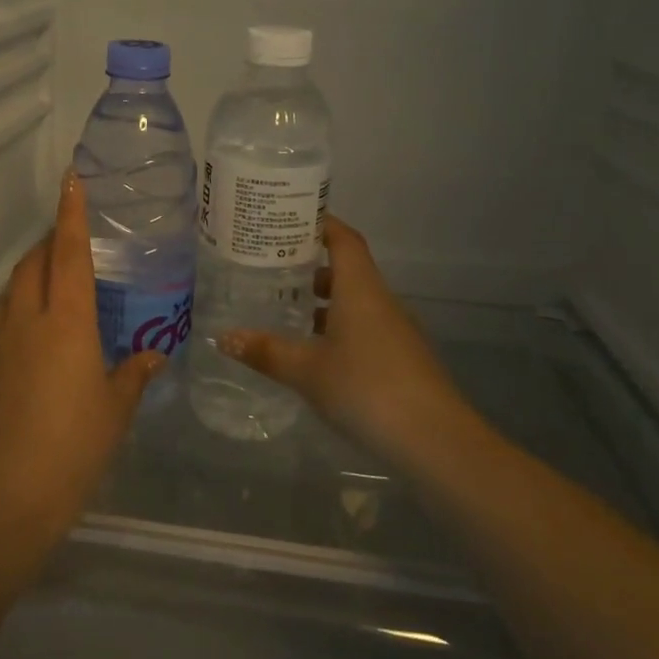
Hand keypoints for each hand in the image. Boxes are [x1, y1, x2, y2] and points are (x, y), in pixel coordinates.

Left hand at [0, 170, 166, 539]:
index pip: (69, 252)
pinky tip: (38, 329)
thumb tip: (152, 355)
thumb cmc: (75, 446)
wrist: (9, 495)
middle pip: (33, 262)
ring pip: (14, 288)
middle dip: (49, 240)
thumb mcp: (116, 409)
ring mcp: (1, 342)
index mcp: (68, 321)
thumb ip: (134, 374)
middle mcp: (29, 319)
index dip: (71, 213)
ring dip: (32, 271)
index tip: (71, 179)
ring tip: (56, 278)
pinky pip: (4, 317)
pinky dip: (21, 305)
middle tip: (73, 237)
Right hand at [221, 216, 478, 469]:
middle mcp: (381, 300)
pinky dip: (339, 328)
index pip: (343, 239)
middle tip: (274, 268)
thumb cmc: (366, 388)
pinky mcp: (402, 358)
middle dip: (312, 266)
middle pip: (348, 269)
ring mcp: (396, 330)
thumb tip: (224, 337)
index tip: (290, 218)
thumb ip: (266, 351)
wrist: (434, 440)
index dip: (321, 223)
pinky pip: (365, 328)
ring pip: (356, 302)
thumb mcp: (307, 371)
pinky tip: (316, 353)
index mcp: (360, 289)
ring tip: (288, 309)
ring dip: (325, 301)